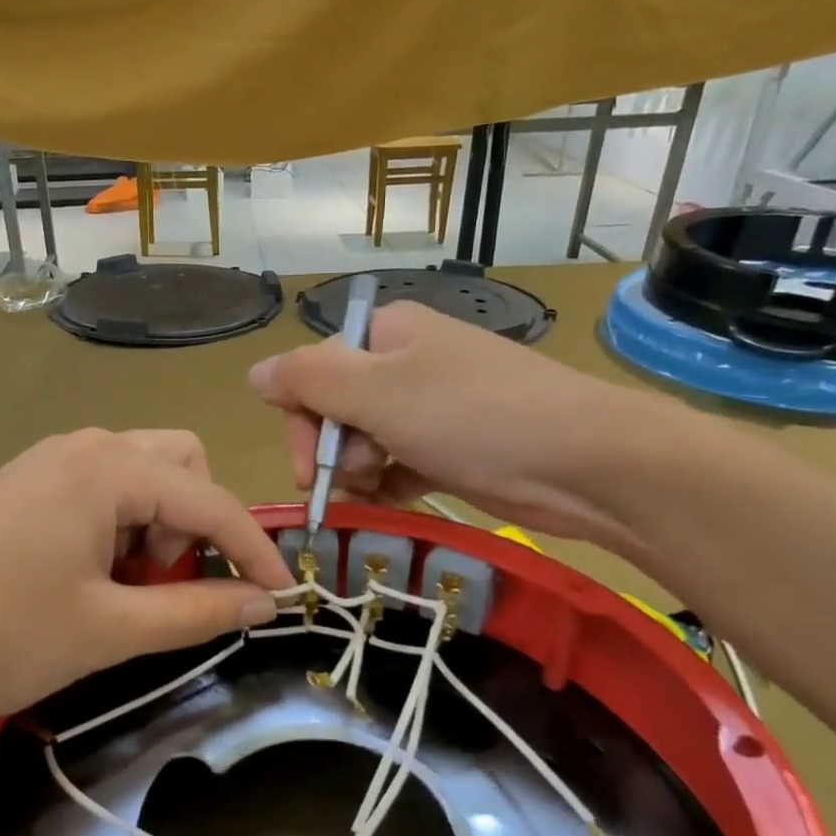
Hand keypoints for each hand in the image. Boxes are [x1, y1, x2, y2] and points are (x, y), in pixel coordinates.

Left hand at [0, 430, 293, 762]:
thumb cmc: (0, 637)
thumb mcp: (111, 631)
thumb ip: (196, 611)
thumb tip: (263, 603)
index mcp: (108, 467)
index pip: (210, 499)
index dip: (254, 549)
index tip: (282, 594)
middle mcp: (83, 446)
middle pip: (179, 464)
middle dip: (194, 522)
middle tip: (166, 581)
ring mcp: (47, 461)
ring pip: (139, 476)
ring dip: (155, 526)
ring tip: (122, 588)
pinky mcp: (23, 484)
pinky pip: (99, 489)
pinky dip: (118, 526)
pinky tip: (86, 577)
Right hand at [248, 301, 673, 549]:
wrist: (582, 462)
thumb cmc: (470, 416)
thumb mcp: (376, 392)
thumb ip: (307, 379)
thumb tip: (253, 374)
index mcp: (387, 334)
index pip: (314, 370)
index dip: (301, 418)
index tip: (305, 466)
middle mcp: (408, 363)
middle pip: (337, 407)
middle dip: (331, 450)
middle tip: (346, 482)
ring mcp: (434, 407)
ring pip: (366, 441)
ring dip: (357, 472)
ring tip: (375, 492)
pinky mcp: (454, 448)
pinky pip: (399, 464)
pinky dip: (388, 484)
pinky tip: (391, 501)